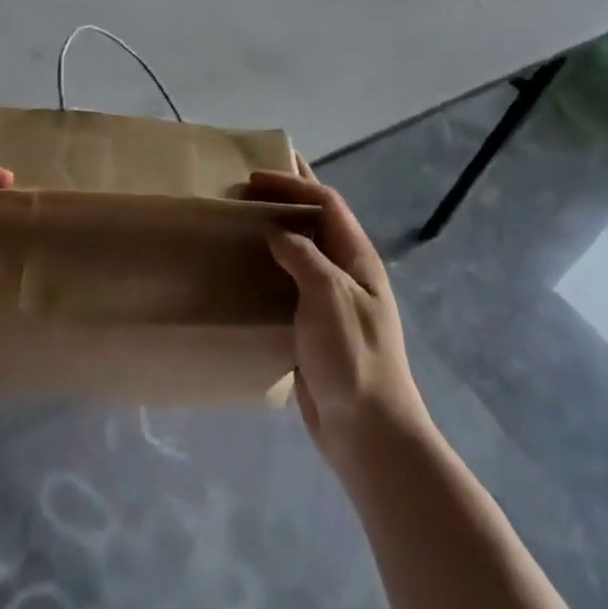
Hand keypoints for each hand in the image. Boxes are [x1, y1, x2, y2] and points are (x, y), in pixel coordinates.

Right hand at [249, 159, 427, 473]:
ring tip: (242, 221)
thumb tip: (276, 233)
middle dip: (288, 198)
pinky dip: (268, 268)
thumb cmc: (352, 355)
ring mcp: (331, 300)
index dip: (294, 185)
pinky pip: (288, 285)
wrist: (366, 430)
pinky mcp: (313, 327)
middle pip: (317, 222)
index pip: (327, 204)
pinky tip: (245, 271)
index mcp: (357, 258)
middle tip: (249, 185)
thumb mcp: (329, 294)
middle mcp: (346, 272)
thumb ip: (303, 256)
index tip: (255, 178)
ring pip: (301, 252)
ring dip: (276, 232)